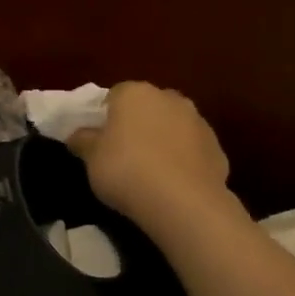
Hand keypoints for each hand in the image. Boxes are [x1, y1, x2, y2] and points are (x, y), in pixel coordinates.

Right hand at [68, 82, 230, 227]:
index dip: (105, 116)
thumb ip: (83, 140)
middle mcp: (169, 98)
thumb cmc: (126, 170)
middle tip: (122, 152)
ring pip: (172, 126)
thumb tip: (78, 134)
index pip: (114, 95)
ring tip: (149, 170)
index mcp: (135, 93)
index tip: (99, 138)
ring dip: (161, 140)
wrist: (183, 202)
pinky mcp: (216, 148)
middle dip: (136, 124)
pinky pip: (191, 149)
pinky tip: (171, 183)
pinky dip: (181, 159)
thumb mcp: (91, 158)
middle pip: (147, 106)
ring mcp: (198, 121)